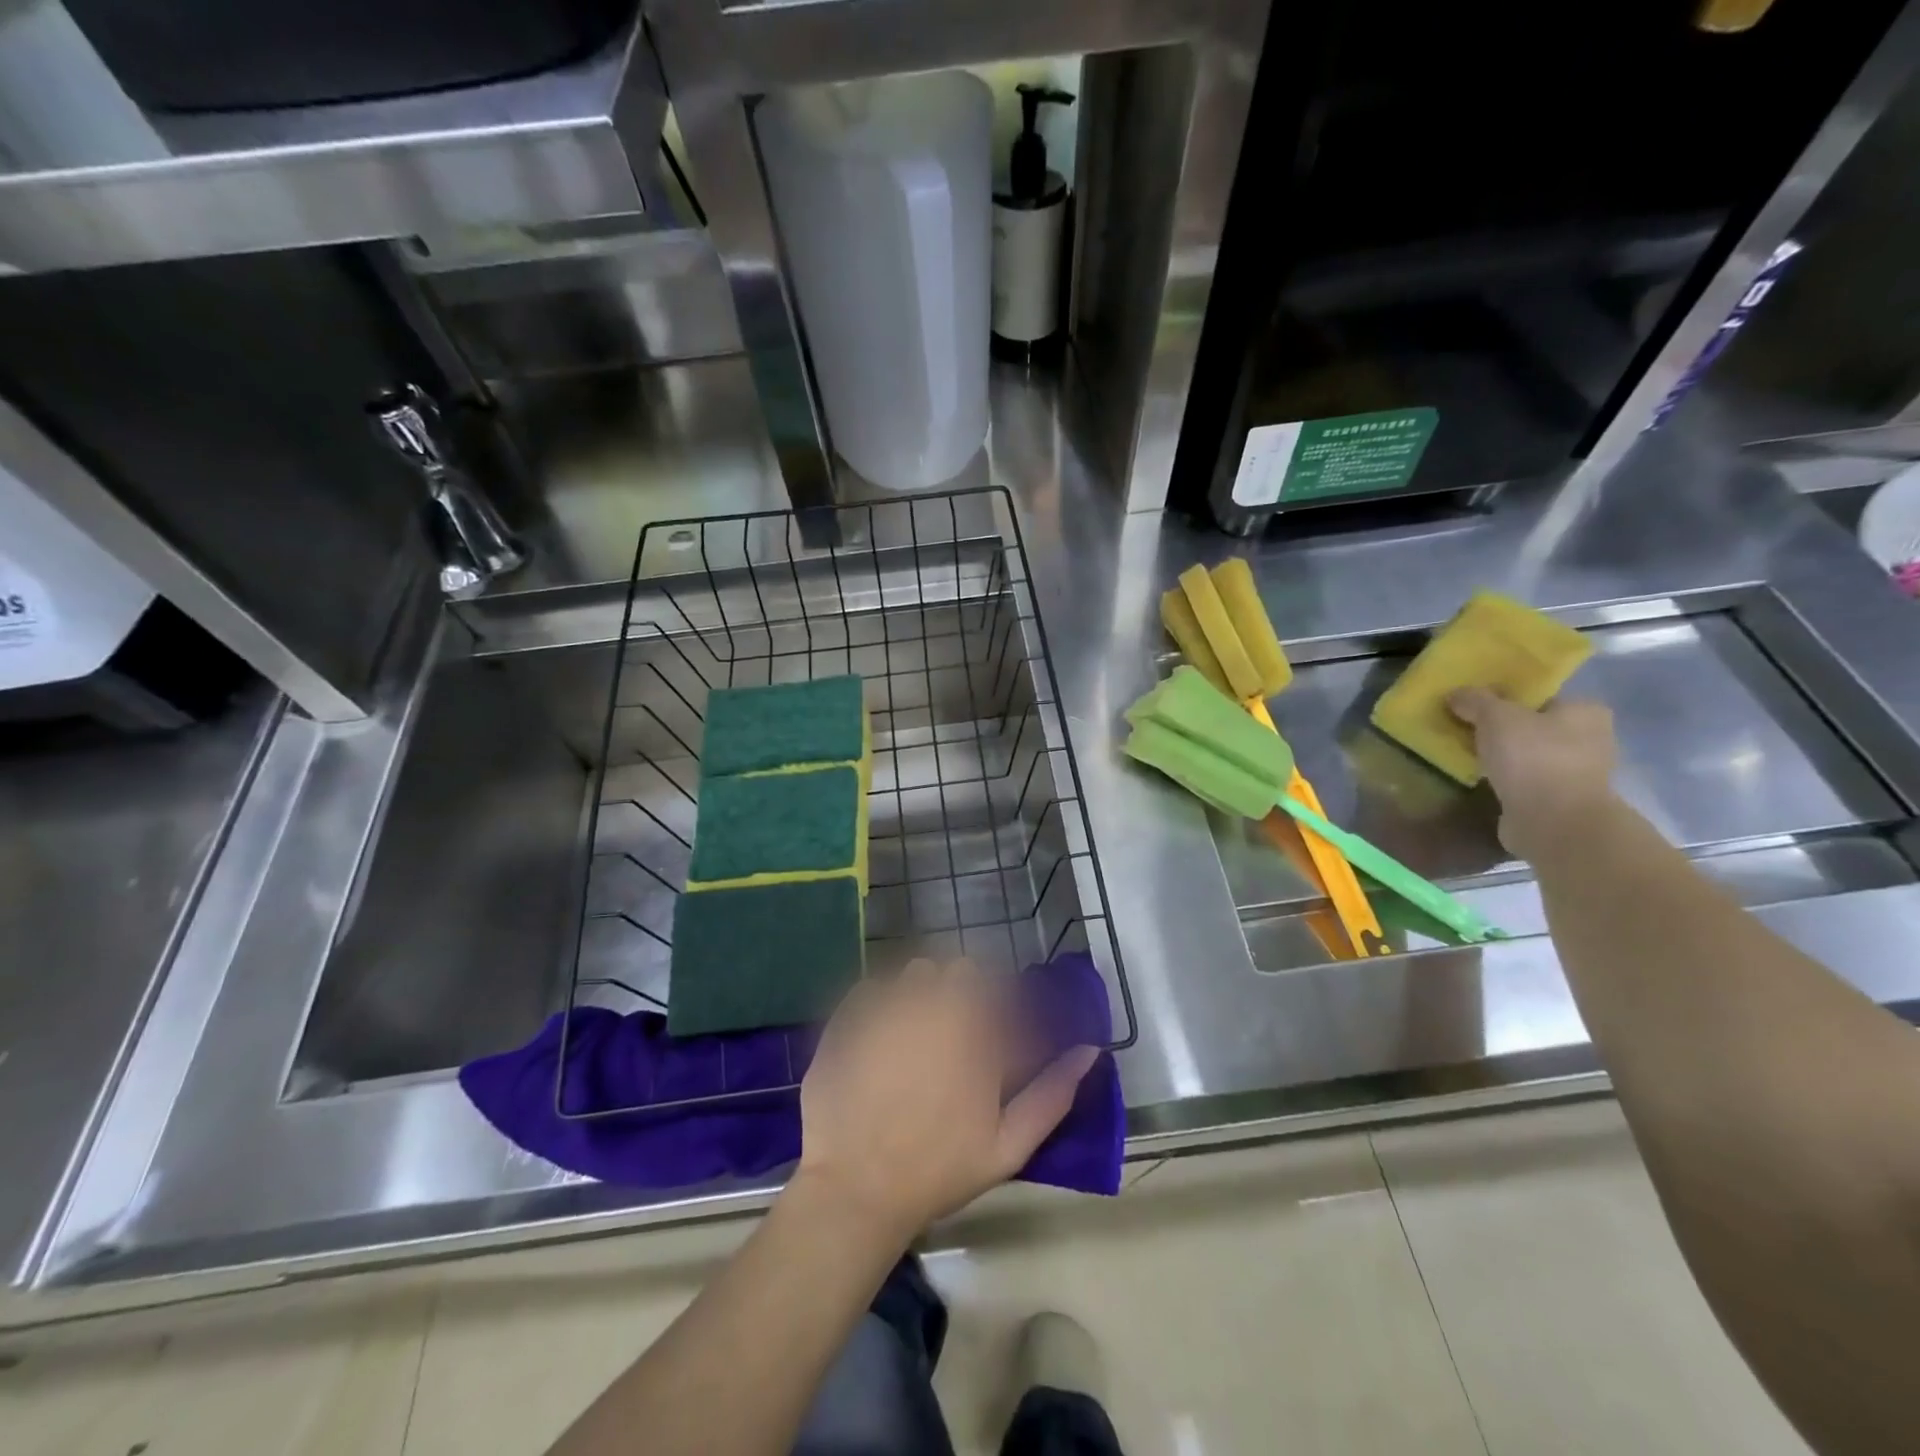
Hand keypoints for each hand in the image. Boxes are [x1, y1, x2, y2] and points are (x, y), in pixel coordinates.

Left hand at [793, 958, 1098, 1243]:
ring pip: (913, 973)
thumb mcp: (1008, 1145)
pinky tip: (879, 1039)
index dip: (994, 1003)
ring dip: (920, 992)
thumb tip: (1089, 1050)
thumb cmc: (938, 1169)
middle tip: (952, 1034)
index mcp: (974, 1030)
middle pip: (954, 971)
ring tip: (914, 1034)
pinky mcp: (848, 1016)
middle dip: (958, 993)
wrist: (855, 1189)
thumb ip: (1052, 1094)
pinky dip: (880, 1004)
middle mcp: (932, 1004)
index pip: (994, 984)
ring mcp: (886, 1006)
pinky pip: (872, 988)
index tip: (989, 1030)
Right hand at [1448, 689, 1617, 860]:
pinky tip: (1480, 779)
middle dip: (1502, 729)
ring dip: (1502, 756)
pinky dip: (1505, 779)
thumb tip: (1456, 694)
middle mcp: (1589, 739)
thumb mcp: (1495, 717)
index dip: (1505, 698)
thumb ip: (1475, 700)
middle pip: (1533, 726)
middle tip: (1465, 729)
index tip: (1474, 705)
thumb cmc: (1532, 758)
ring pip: (1528, 755)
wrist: (1553, 822)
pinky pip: (1525, 780)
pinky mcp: (1560, 800)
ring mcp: (1577, 773)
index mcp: (1585, 711)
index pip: (1540, 697)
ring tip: (1467, 755)